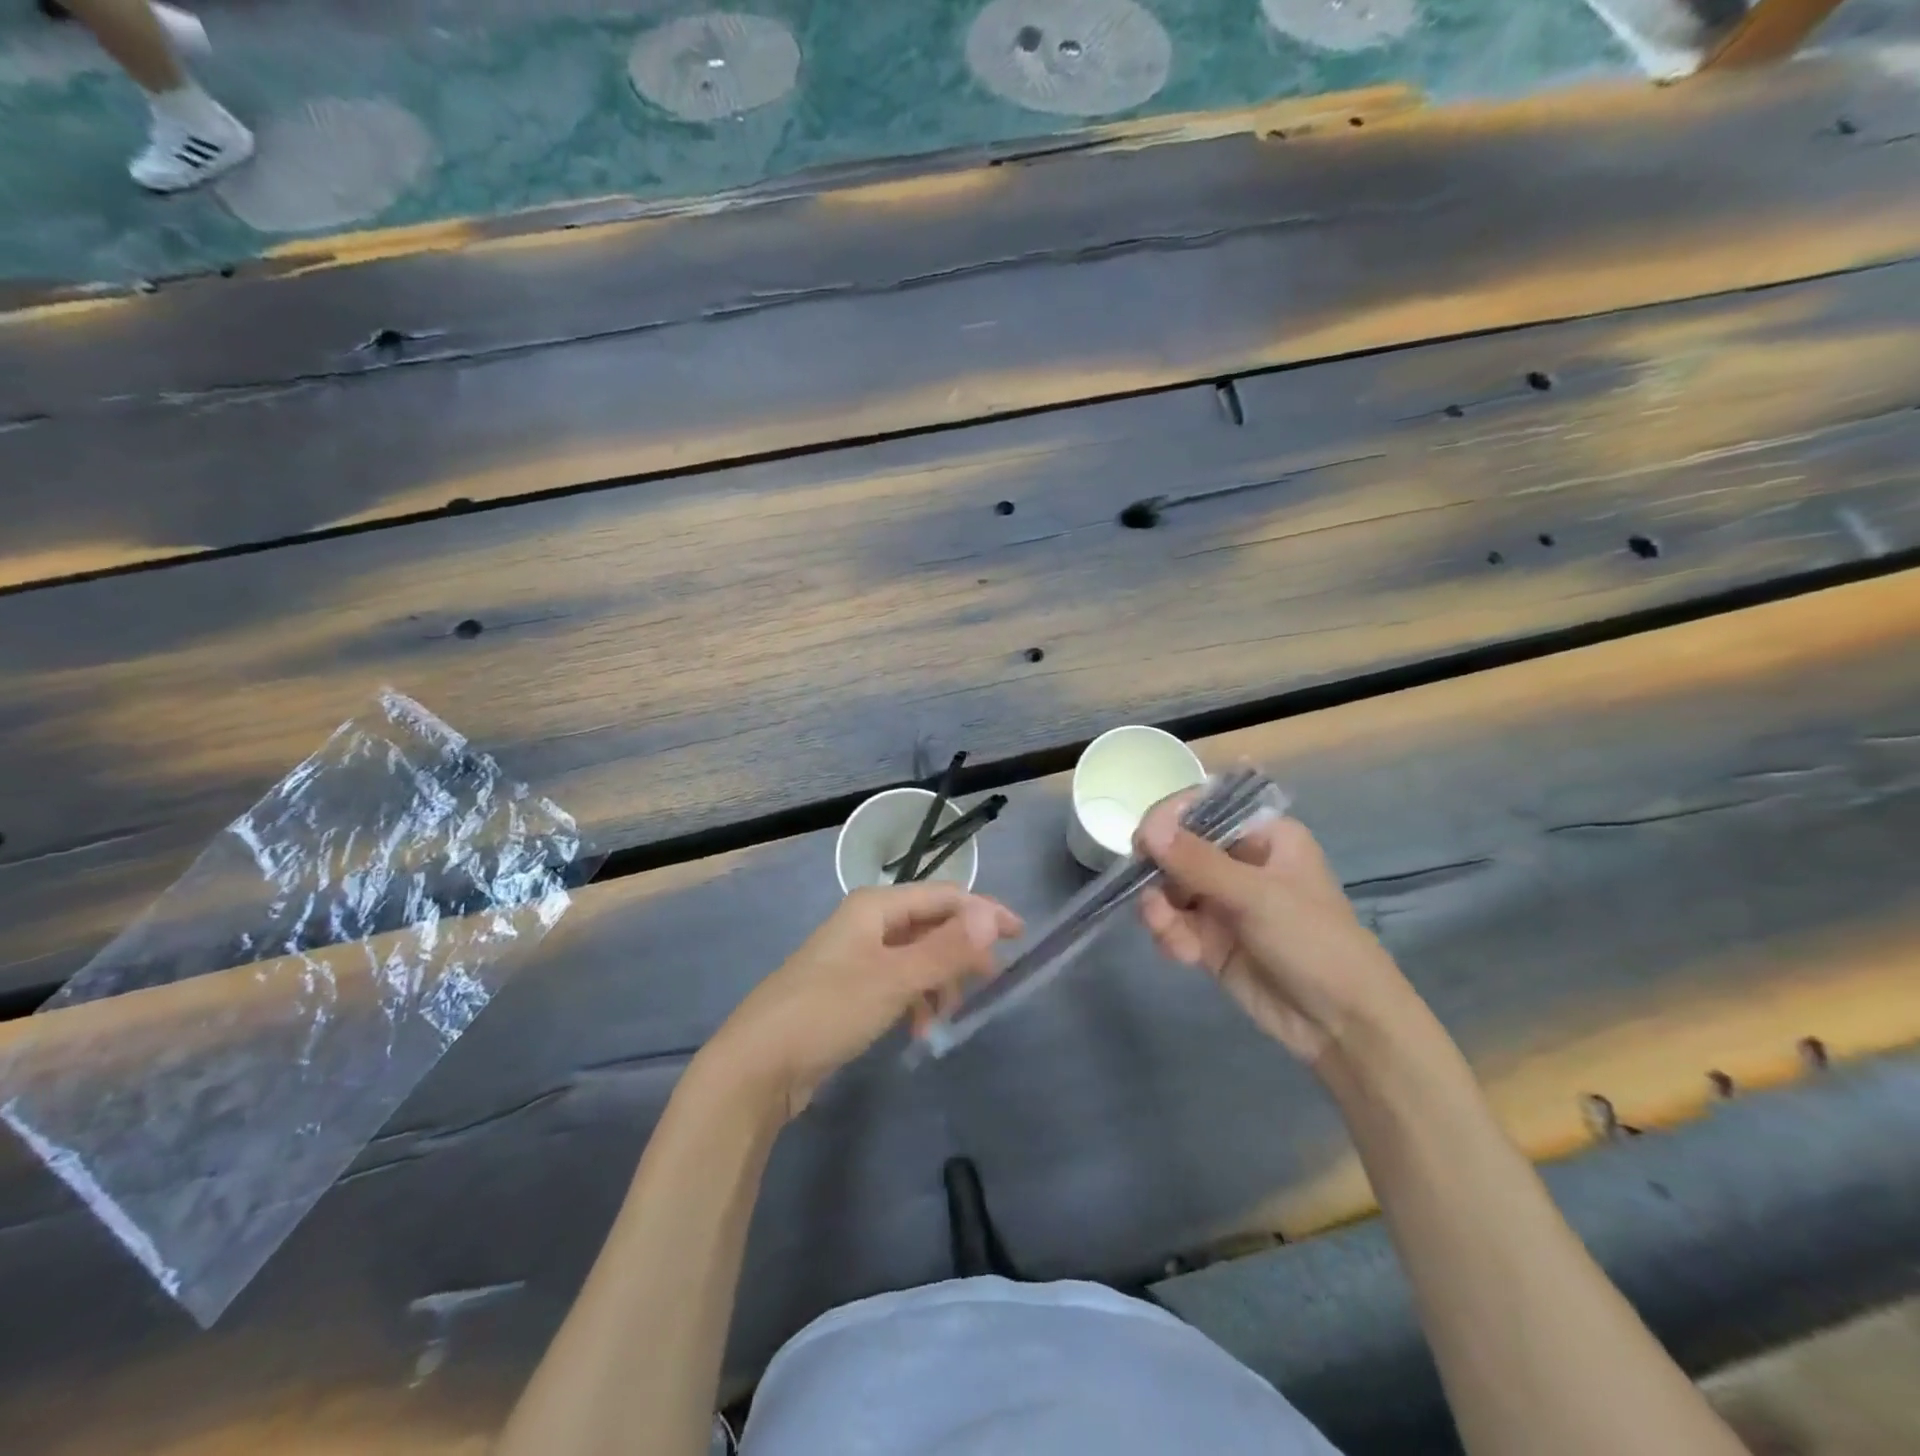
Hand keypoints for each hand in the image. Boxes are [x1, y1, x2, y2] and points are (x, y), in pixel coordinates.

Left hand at [705, 883, 1022, 1120]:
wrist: (758, 1065)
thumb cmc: (828, 1010)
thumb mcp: (894, 979)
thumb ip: (945, 948)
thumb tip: (993, 916)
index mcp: (876, 906)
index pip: (945, 896)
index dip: (984, 912)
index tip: (1020, 937)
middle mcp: (868, 922)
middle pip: (932, 925)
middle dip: (962, 951)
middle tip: (990, 983)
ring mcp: (857, 956)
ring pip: (917, 957)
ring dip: (939, 981)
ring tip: (946, 1017)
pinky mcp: (851, 989)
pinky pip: (899, 982)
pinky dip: (916, 999)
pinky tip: (920, 1030)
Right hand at [1136, 796, 1412, 1067]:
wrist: (1342, 1024)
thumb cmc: (1314, 942)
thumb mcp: (1258, 896)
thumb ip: (1199, 862)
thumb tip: (1146, 829)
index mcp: (1262, 835)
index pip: (1202, 809)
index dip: (1168, 820)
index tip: (1143, 842)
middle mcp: (1239, 861)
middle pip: (1175, 849)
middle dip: (1158, 873)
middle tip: (1151, 896)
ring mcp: (1222, 901)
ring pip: (1167, 888)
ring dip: (1159, 909)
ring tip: (1166, 931)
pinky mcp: (1209, 938)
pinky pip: (1172, 923)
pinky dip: (1168, 934)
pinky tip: (1183, 954)